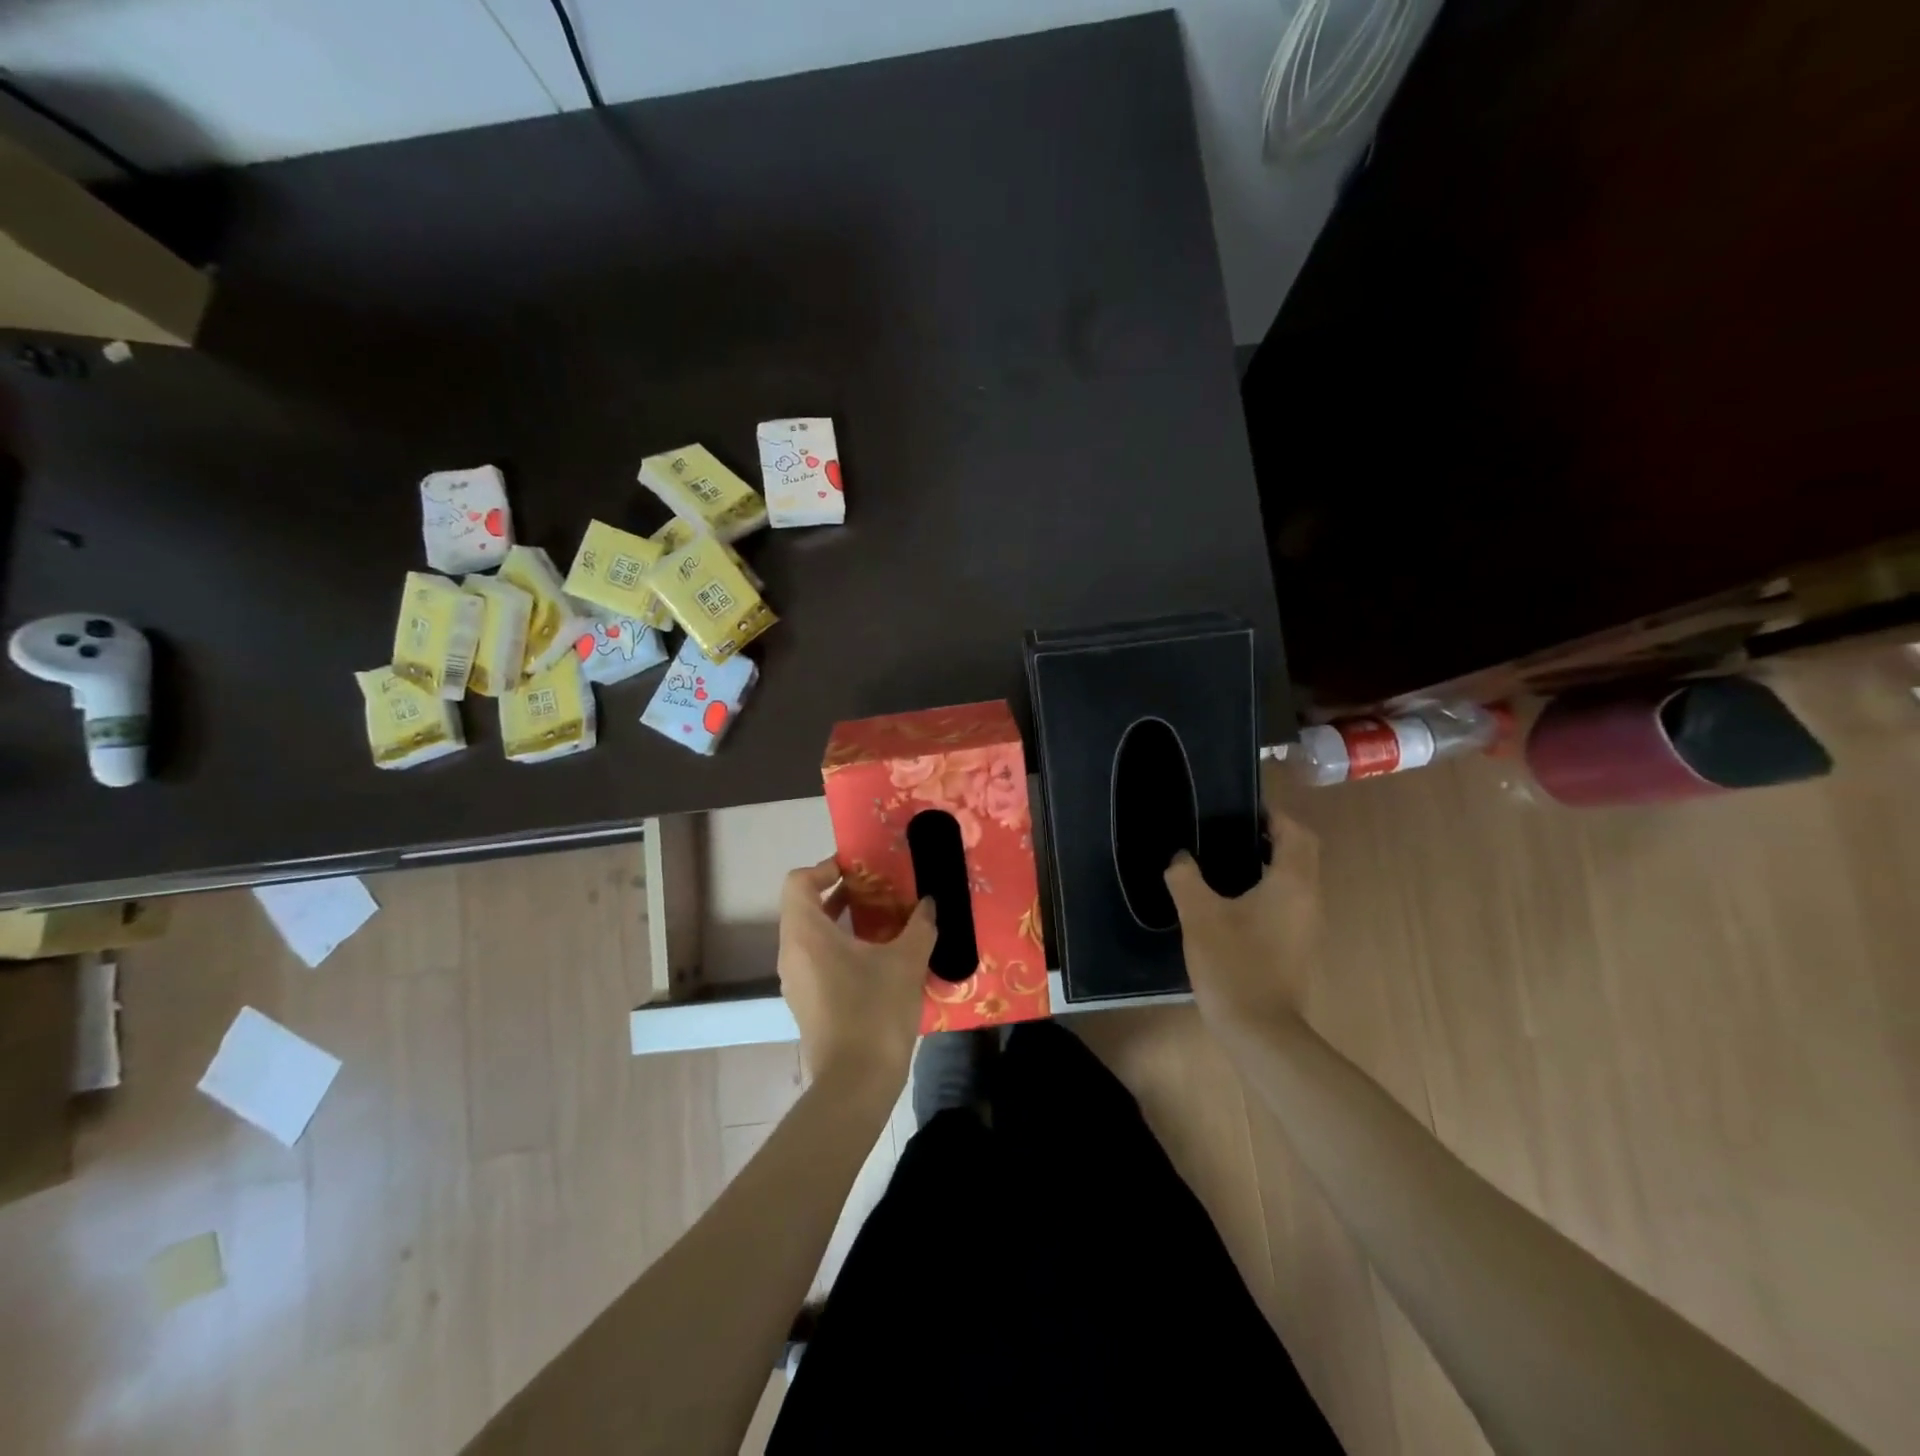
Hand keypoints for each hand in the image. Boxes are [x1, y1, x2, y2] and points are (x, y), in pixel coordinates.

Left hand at [777, 859, 936, 1098]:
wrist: (856, 1083)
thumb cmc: (875, 1010)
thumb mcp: (906, 961)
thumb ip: (919, 925)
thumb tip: (928, 904)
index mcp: (806, 933)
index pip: (799, 882)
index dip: (825, 868)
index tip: (858, 870)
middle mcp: (791, 952)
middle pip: (804, 907)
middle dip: (839, 893)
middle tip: (877, 890)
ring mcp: (795, 981)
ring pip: (810, 936)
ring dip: (842, 922)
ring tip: (882, 922)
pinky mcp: (806, 1003)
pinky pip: (816, 960)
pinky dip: (839, 947)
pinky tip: (876, 959)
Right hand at [1164, 810, 1321, 1035]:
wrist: (1260, 1030)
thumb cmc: (1233, 964)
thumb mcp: (1199, 915)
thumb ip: (1186, 878)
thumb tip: (1180, 858)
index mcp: (1292, 883)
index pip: (1296, 833)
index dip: (1273, 816)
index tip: (1241, 810)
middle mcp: (1309, 899)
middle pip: (1301, 853)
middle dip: (1272, 837)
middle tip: (1231, 832)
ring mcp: (1307, 925)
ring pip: (1296, 879)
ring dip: (1270, 863)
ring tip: (1226, 861)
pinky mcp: (1298, 946)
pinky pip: (1289, 902)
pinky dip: (1268, 889)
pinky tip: (1233, 900)